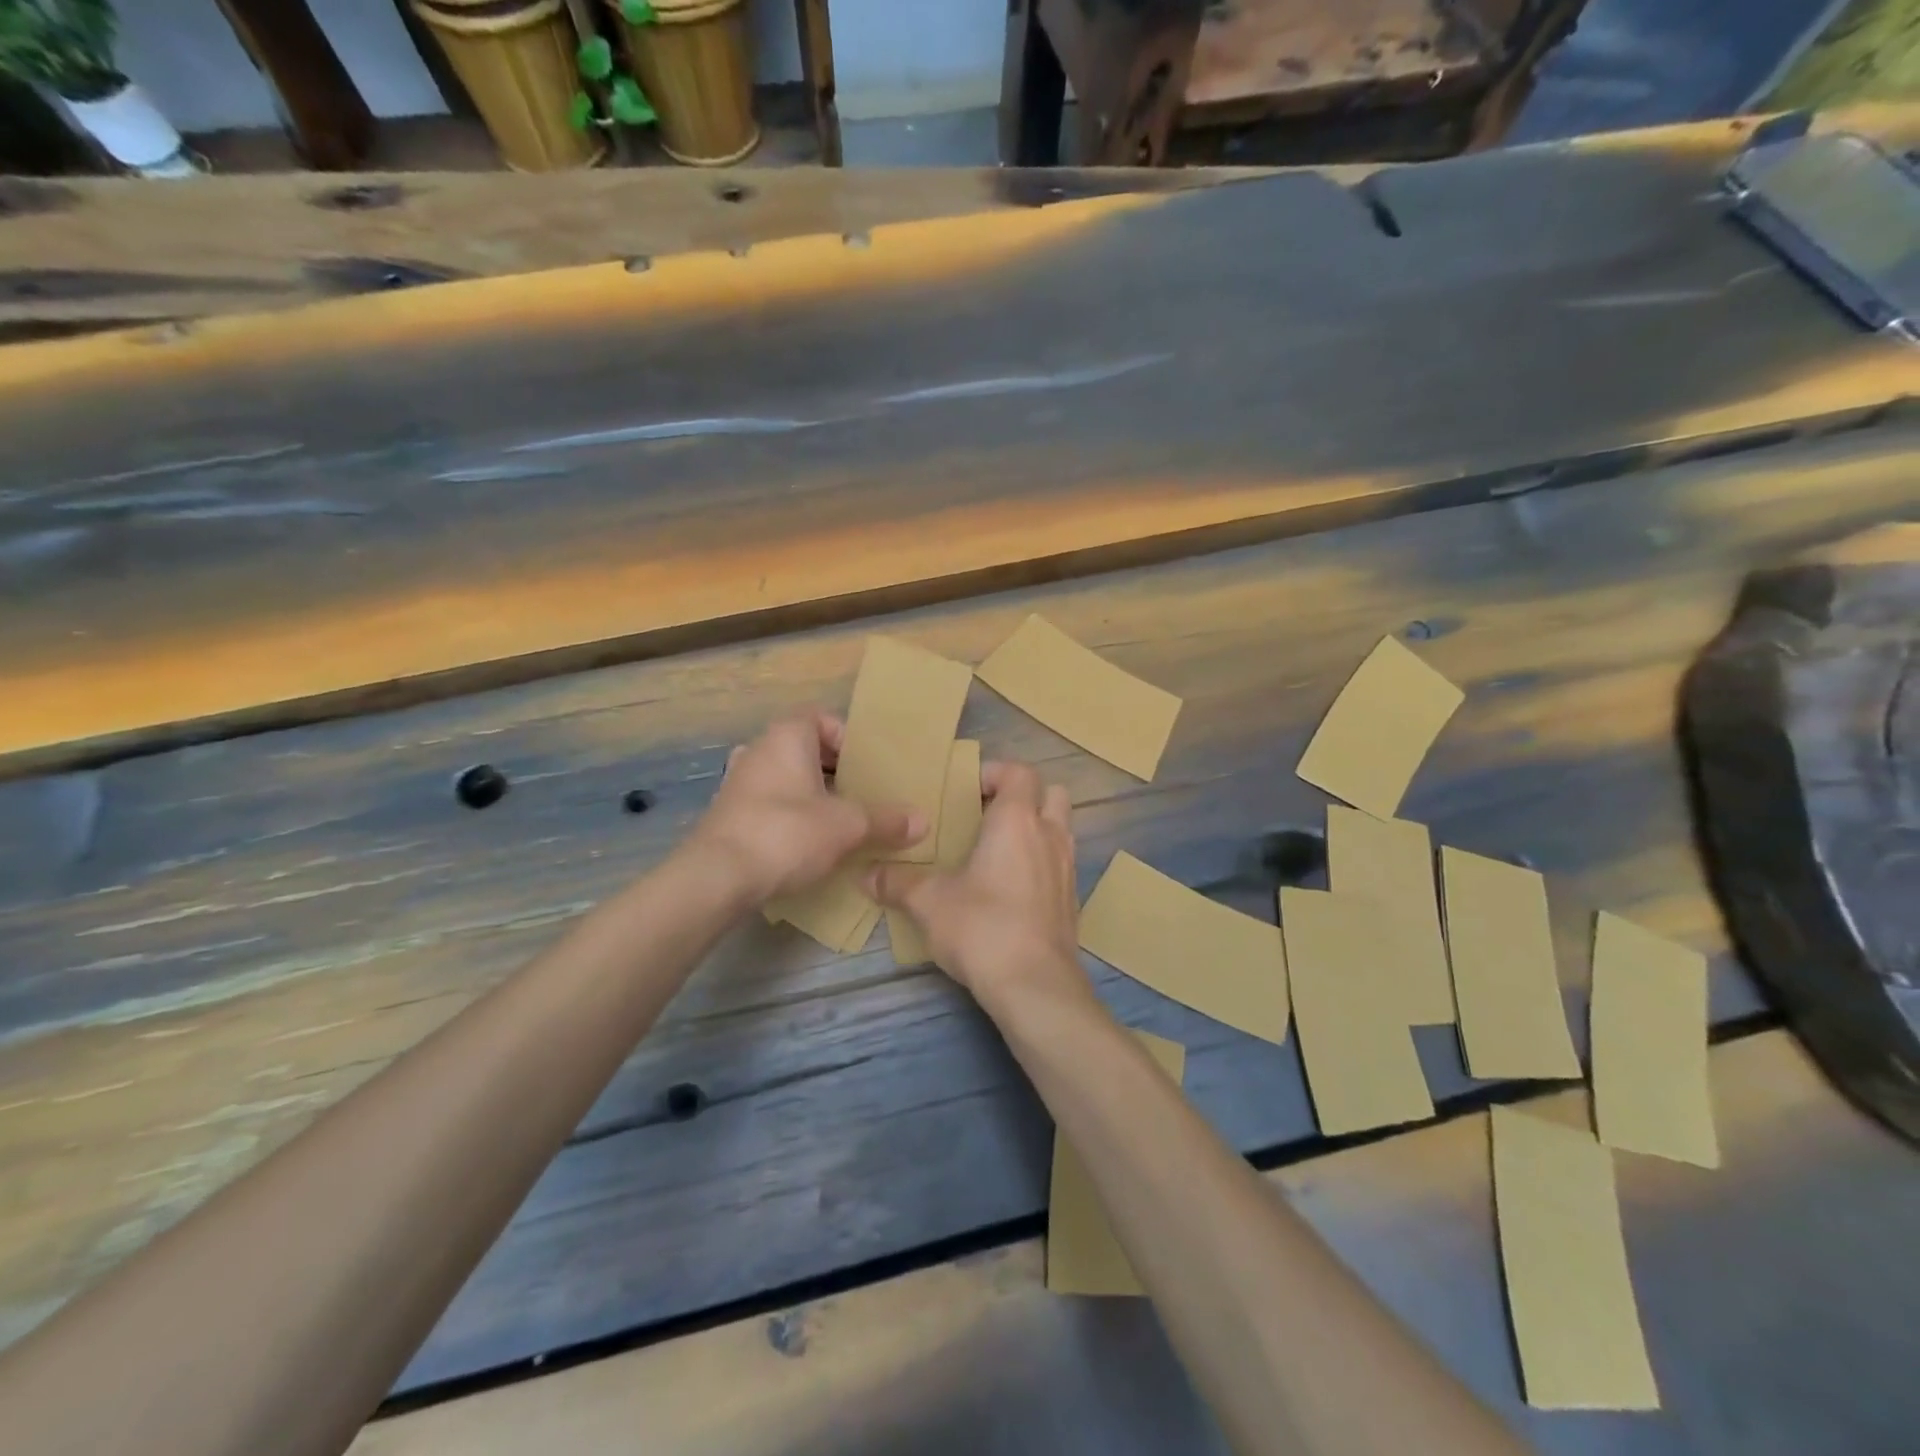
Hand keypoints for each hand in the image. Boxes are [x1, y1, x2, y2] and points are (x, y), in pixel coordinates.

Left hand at [690, 710, 925, 903]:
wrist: (717, 877)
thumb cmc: (787, 833)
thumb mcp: (847, 826)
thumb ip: (886, 820)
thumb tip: (923, 821)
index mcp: (786, 736)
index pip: (822, 719)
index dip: (848, 739)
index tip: (867, 768)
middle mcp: (758, 750)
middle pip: (805, 750)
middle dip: (835, 771)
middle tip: (861, 795)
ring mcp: (737, 782)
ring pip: (786, 778)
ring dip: (812, 795)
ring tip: (839, 821)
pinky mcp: (728, 815)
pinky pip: (768, 804)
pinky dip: (790, 815)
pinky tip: (808, 844)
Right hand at [866, 760, 1093, 1016]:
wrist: (1035, 986)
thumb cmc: (982, 927)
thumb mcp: (930, 903)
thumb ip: (898, 883)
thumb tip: (866, 875)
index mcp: (1017, 820)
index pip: (1019, 772)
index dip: (995, 773)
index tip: (967, 790)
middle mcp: (1050, 835)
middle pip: (1051, 793)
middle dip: (1023, 796)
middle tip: (987, 816)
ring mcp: (1067, 868)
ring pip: (1060, 828)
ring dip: (1035, 828)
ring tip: (998, 850)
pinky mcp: (1072, 899)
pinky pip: (1060, 862)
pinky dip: (1041, 861)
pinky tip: (1012, 888)